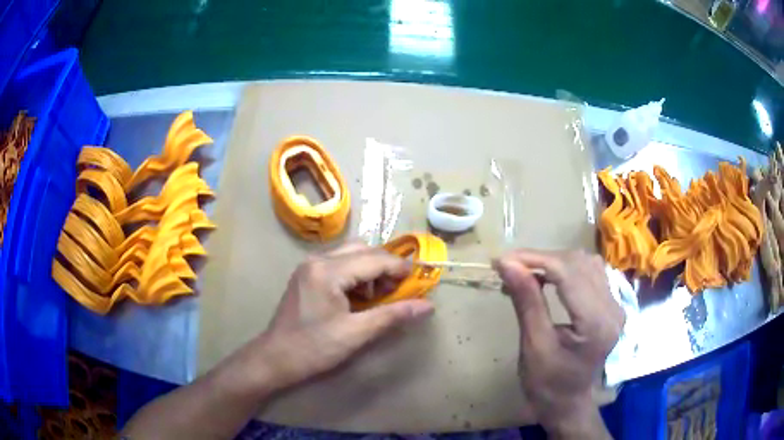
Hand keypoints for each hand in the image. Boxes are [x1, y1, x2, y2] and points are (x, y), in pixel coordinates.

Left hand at [224, 241, 434, 395]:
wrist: (275, 358)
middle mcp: (317, 259)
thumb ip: (392, 316)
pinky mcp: (307, 275)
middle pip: (362, 249)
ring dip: (370, 269)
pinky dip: (355, 275)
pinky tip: (358, 298)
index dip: (399, 268)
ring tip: (378, 296)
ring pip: (350, 254)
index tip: (418, 281)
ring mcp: (309, 266)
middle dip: (384, 266)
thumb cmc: (314, 348)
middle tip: (397, 290)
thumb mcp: (356, 334)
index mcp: (327, 271)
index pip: (373, 259)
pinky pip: (339, 264)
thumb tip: (427, 306)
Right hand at [494, 250, 623, 438]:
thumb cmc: (547, 384)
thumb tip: (507, 264)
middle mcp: (613, 308)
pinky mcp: (611, 304)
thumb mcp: (534, 346)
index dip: (535, 260)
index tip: (501, 261)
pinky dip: (565, 269)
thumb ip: (527, 302)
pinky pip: (590, 272)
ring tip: (526, 273)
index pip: (569, 274)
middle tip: (509, 268)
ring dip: (553, 261)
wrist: (568, 403)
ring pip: (585, 262)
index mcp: (596, 323)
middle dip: (541, 259)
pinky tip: (548, 277)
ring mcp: (616, 305)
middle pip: (578, 263)